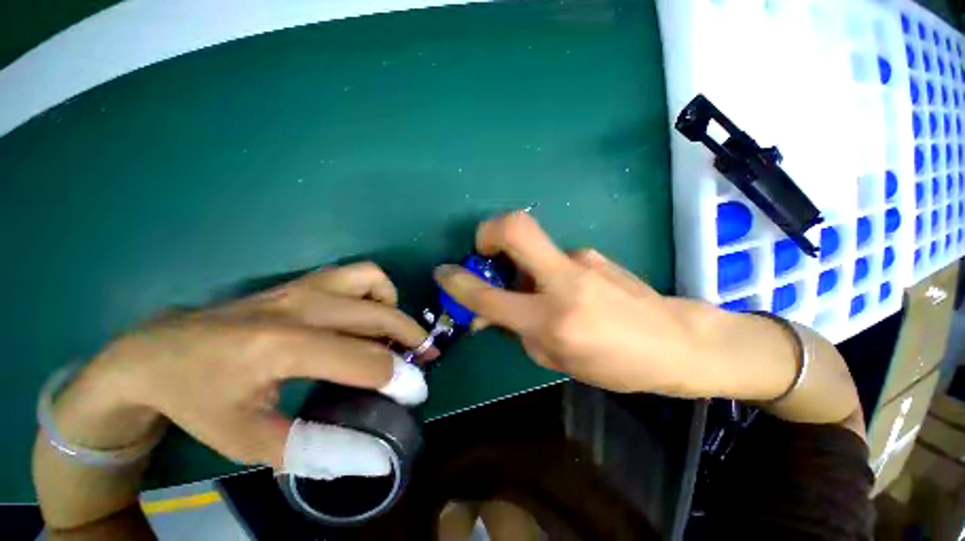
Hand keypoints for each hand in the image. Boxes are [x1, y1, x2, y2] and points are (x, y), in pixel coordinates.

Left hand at [73, 262, 434, 468]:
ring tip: (390, 334)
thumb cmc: (200, 399)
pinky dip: (377, 291)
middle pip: (380, 316)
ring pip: (375, 281)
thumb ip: (314, 449)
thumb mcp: (246, 440)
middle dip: (412, 338)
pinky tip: (366, 315)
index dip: (399, 378)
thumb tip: (373, 458)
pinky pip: (359, 273)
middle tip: (423, 359)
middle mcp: (302, 305)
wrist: (158, 351)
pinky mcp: (304, 280)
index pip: (363, 360)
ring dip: (393, 308)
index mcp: (282, 346)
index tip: (417, 393)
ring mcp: (304, 286)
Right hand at [434, 212, 726, 396]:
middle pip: (516, 228)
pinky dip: (543, 272)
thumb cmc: (615, 364)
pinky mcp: (592, 252)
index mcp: (552, 318)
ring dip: (519, 265)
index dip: (458, 282)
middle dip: (488, 231)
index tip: (443, 272)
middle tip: (484, 250)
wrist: (676, 341)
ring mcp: (581, 259)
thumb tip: (487, 312)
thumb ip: (516, 330)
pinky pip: (553, 258)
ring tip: (532, 292)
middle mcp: (563, 280)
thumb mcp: (554, 358)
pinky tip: (562, 291)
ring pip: (533, 247)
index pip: (489, 295)